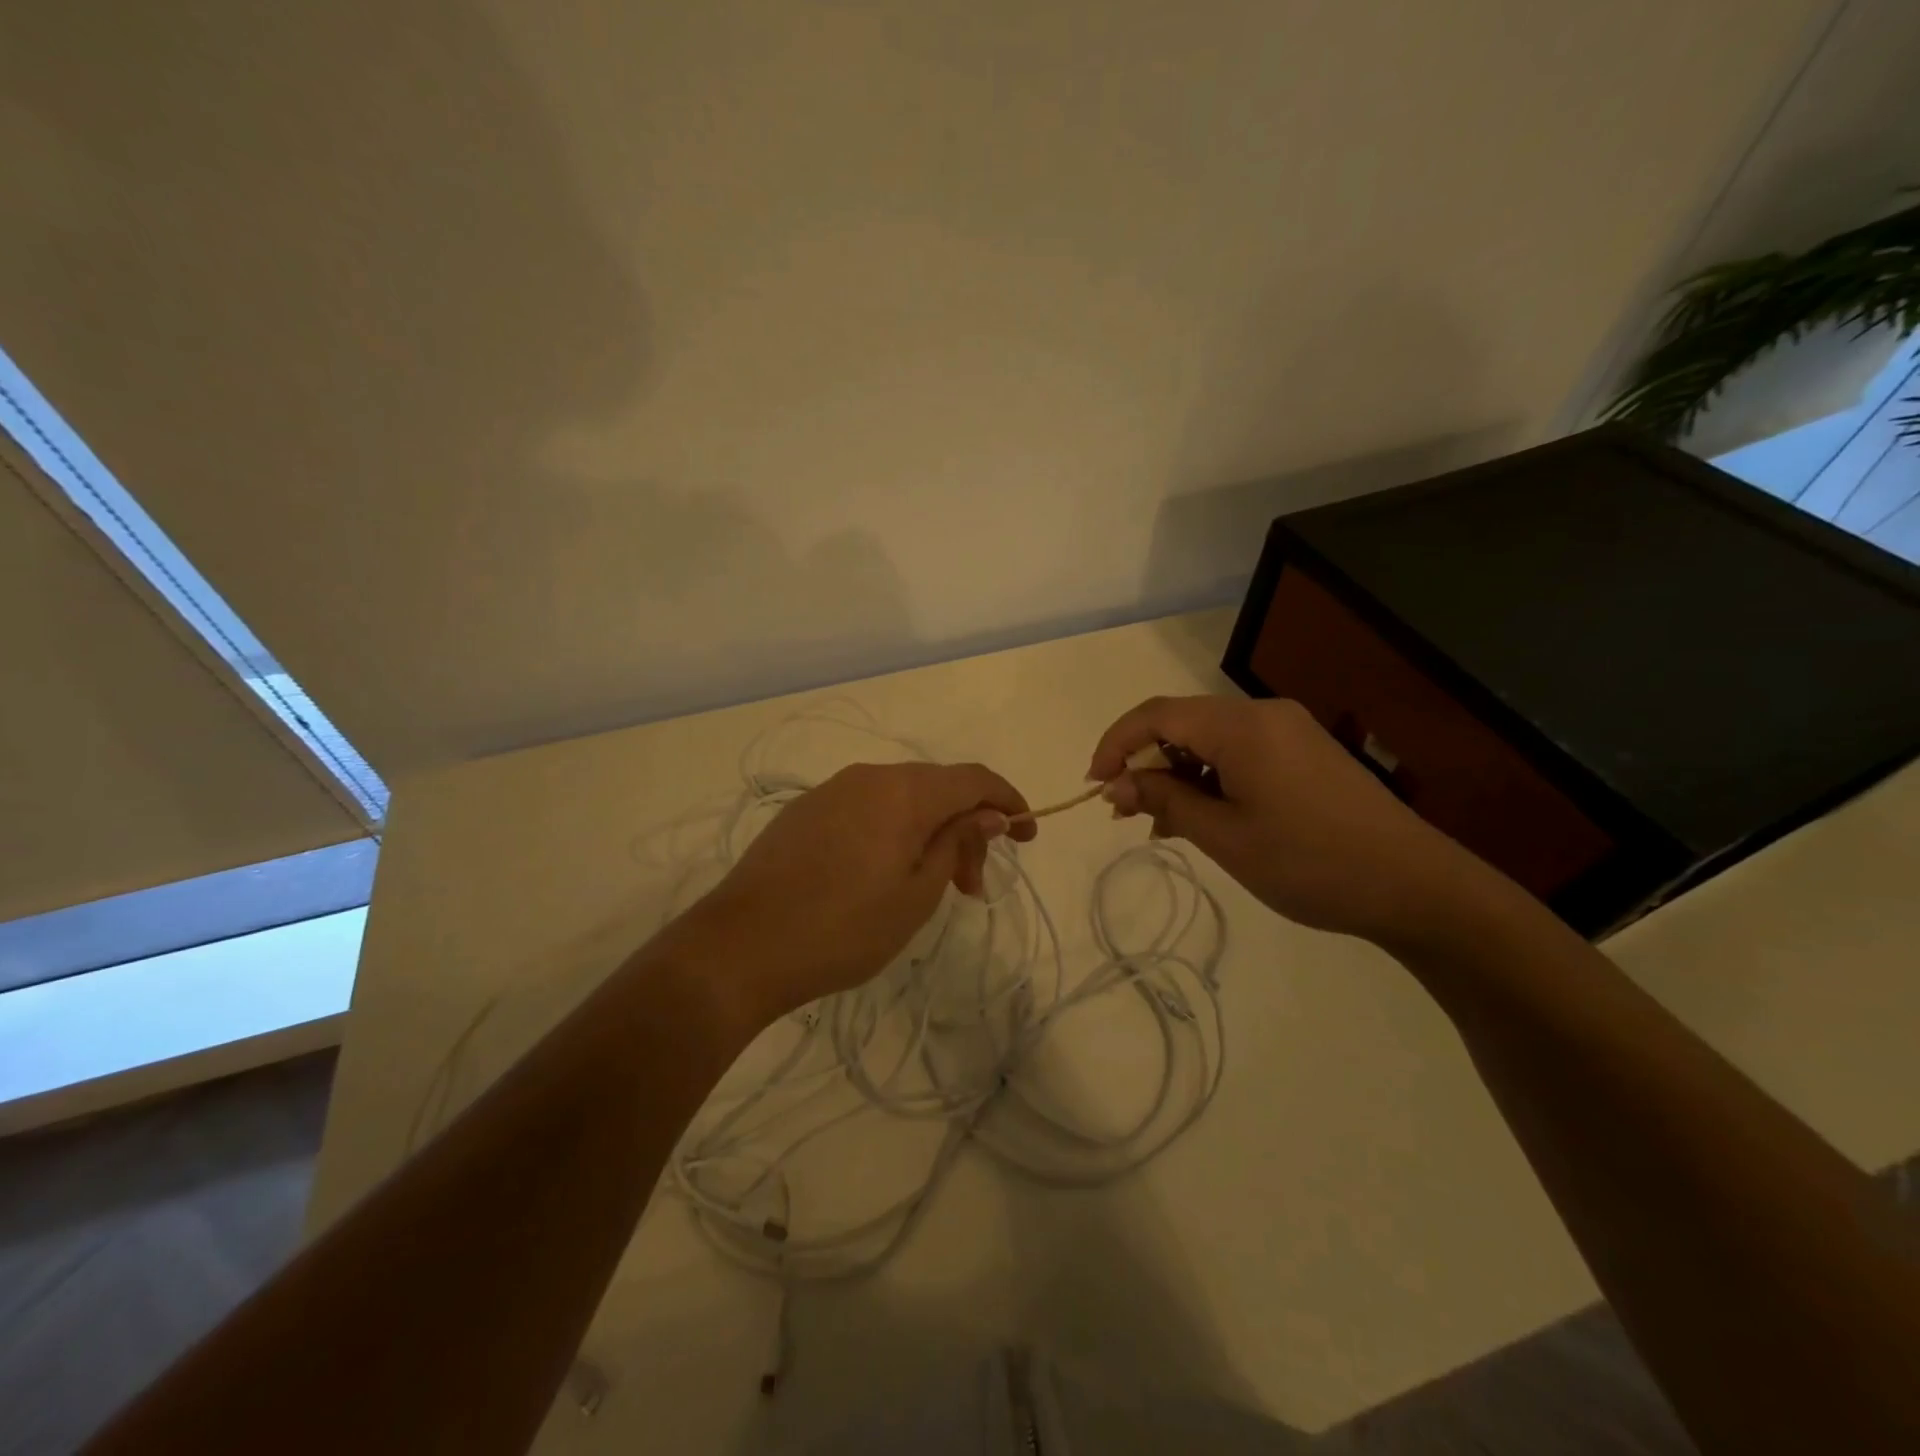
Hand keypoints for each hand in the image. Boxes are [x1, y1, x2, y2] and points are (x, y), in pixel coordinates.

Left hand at [683, 762, 1033, 1029]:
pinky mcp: (806, 811)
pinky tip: (886, 873)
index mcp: (904, 791)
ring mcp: (832, 791)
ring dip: (930, 833)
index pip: (974, 778)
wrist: (740, 947)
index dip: (1008, 800)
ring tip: (931, 888)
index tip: (1028, 834)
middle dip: (967, 829)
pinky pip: (868, 808)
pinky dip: (894, 833)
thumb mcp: (917, 894)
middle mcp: (869, 777)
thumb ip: (958, 842)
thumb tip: (989, 812)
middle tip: (971, 888)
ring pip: (902, 799)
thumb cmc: (844, 928)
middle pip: (938, 788)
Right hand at [1089, 696, 1505, 949]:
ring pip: (1210, 740)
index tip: (1095, 785)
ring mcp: (1289, 731)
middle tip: (1127, 814)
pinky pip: (1240, 753)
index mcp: (1241, 726)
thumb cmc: (1309, 862)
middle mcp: (1263, 714)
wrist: (1415, 886)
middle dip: (1146, 763)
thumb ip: (1164, 801)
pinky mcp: (1305, 752)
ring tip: (1164, 826)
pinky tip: (1206, 818)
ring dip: (1178, 775)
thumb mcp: (1224, 836)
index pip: (1156, 715)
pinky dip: (1211, 779)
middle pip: (1182, 723)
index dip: (1116, 744)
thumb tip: (1114, 786)